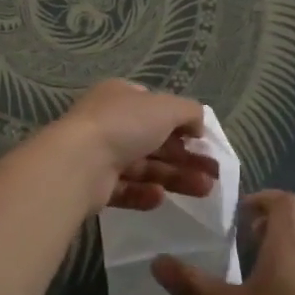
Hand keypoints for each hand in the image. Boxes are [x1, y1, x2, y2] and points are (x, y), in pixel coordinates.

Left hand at [52, 80, 217, 211]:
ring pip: (145, 167)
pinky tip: (161, 198)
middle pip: (155, 141)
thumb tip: (199, 126)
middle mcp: (109, 123)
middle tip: (214, 174)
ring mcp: (100, 155)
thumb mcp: (166, 107)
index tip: (203, 142)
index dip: (181, 124)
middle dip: (186, 157)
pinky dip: (145, 194)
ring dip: (175, 177)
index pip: (156, 108)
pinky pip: (126, 190)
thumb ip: (189, 112)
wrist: (79, 162)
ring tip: (205, 191)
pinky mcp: (95, 186)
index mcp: (121, 96)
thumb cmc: (124, 124)